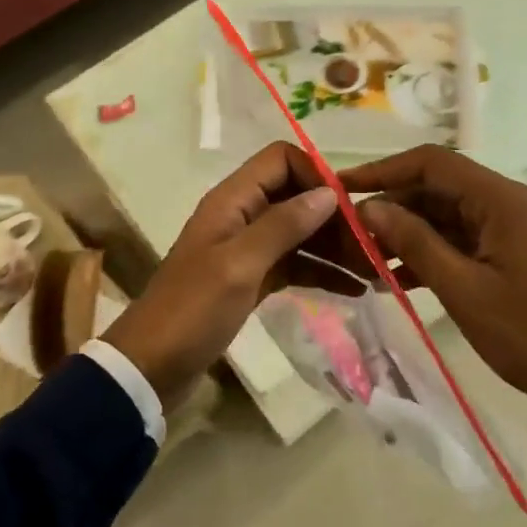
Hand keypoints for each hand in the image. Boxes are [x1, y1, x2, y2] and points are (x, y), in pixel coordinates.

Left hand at [103, 143, 359, 402]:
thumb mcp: (239, 264)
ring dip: (335, 246)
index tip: (350, 208)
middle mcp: (242, 216)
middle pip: (296, 197)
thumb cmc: (192, 310)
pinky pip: (294, 264)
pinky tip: (354, 289)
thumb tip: (329, 192)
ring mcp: (247, 249)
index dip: (316, 175)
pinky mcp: (252, 280)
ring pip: (300, 233)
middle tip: (374, 246)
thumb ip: (283, 225)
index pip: (281, 160)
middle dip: (334, 216)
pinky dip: (321, 272)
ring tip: (375, 269)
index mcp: (232, 200)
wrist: (151, 367)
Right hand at [339, 147, 526, 439]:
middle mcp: (509, 202)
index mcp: (502, 200)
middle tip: (350, 234)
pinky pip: (464, 239)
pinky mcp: (515, 252)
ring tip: (366, 260)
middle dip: (393, 207)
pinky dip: (433, 253)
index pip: (432, 163)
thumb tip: (370, 207)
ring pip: (448, 215)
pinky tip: (398, 279)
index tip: (342, 188)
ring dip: (409, 234)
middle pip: (438, 188)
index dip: (383, 170)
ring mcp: (514, 227)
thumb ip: (415, 243)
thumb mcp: (464, 290)